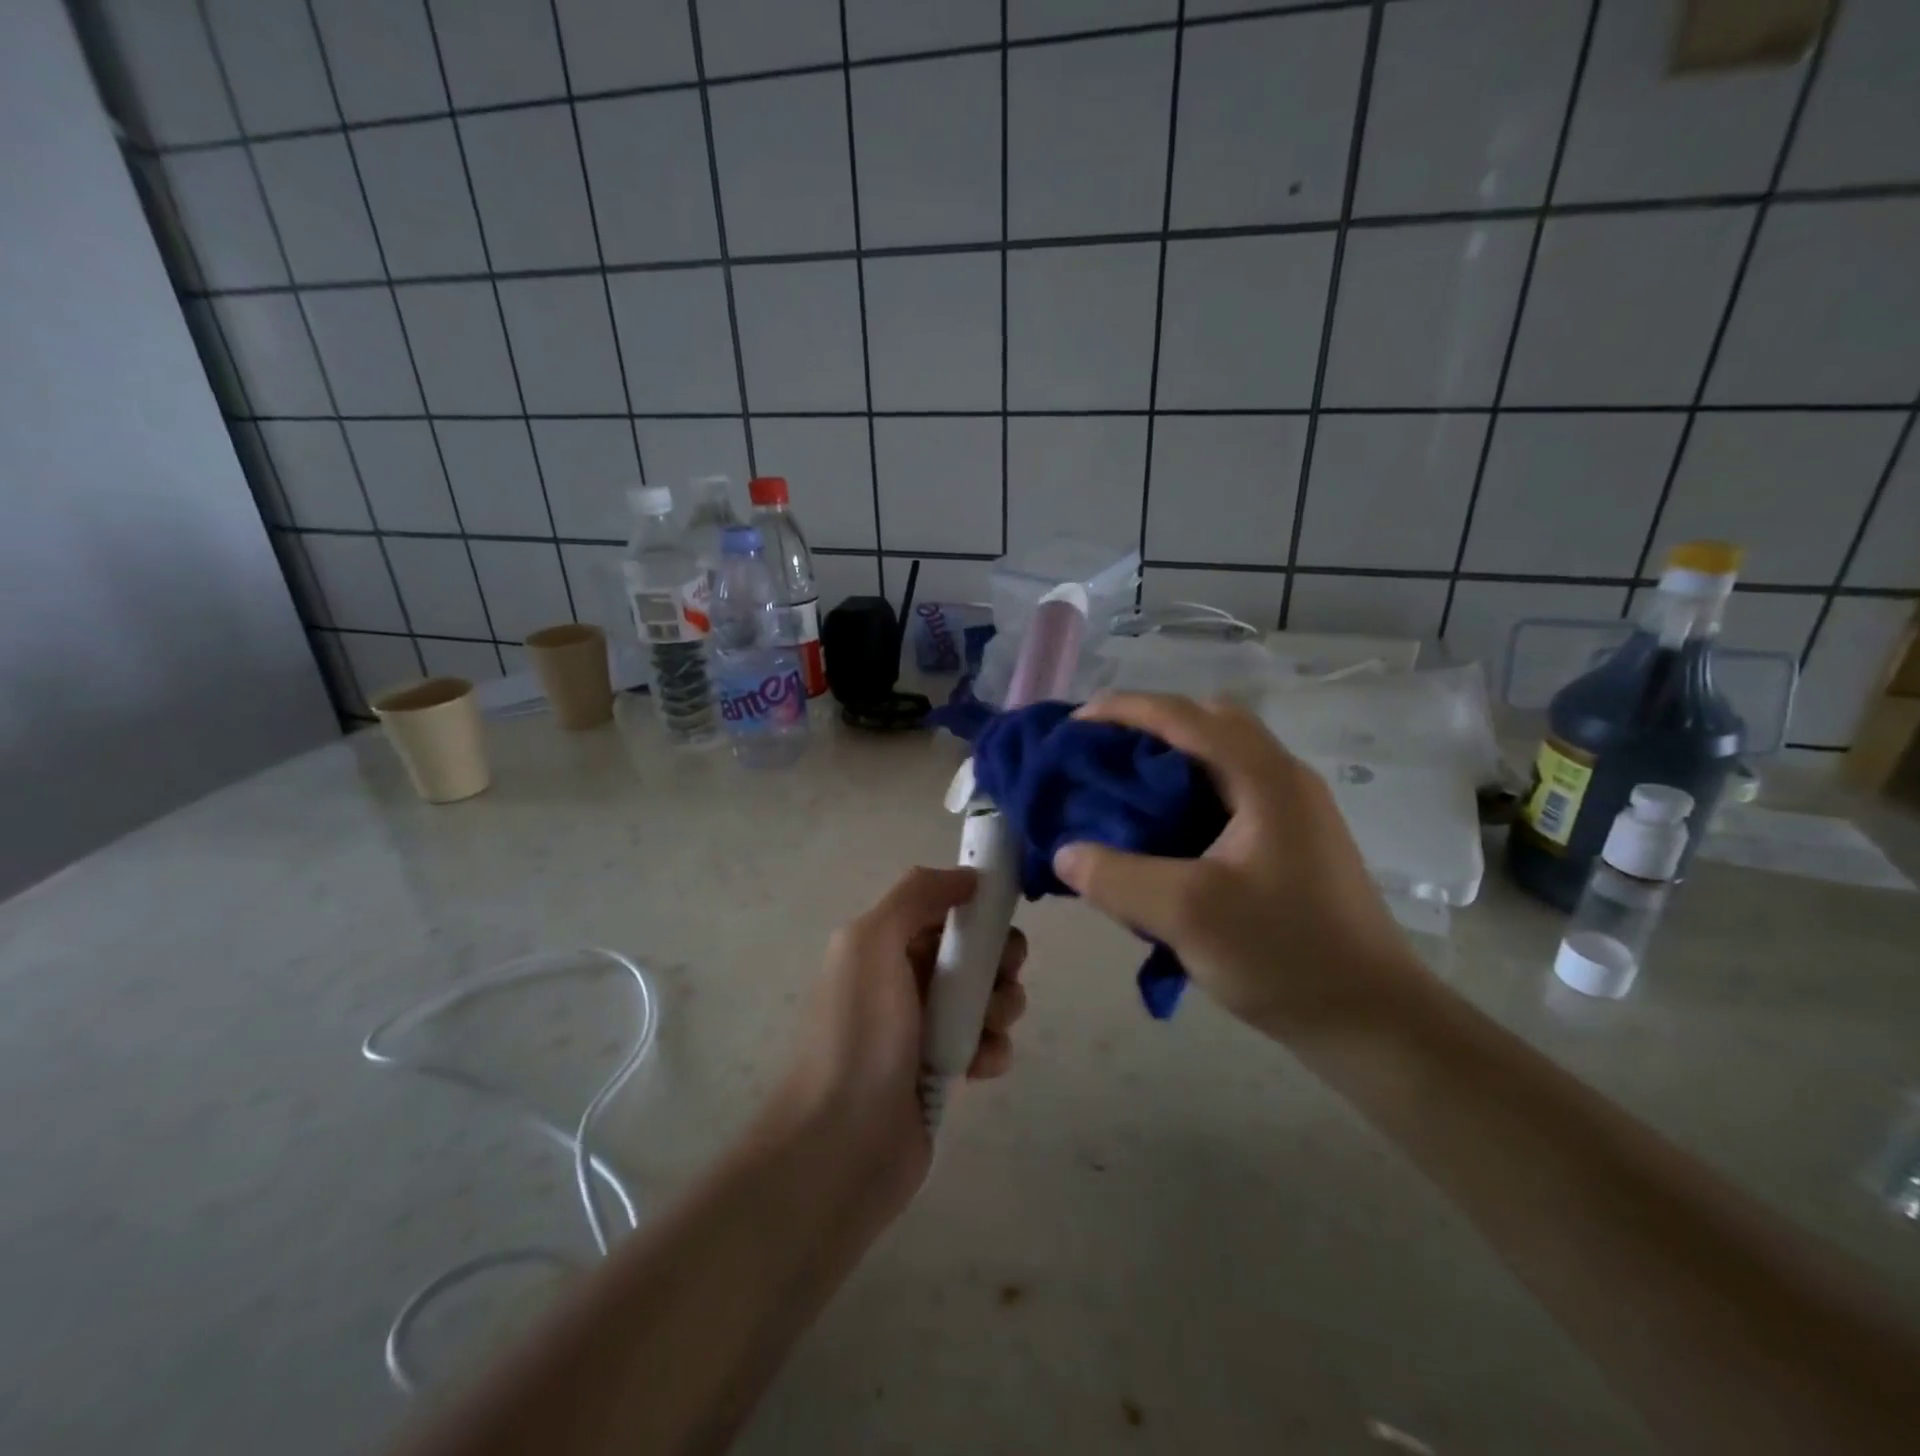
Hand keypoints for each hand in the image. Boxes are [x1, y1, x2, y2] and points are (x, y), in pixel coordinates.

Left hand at [773, 867, 1028, 1216]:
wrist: (839, 1148)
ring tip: (986, 1031)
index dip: (977, 911)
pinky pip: (986, 1044)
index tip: (1002, 922)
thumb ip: (916, 895)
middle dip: (998, 962)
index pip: (944, 909)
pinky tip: (980, 1068)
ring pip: (987, 997)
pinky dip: (993, 1051)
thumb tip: (968, 876)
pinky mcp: (942, 1072)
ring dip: (1001, 1007)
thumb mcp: (872, 943)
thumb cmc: (857, 1035)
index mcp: (883, 944)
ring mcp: (923, 1028)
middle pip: (973, 952)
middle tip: (1001, 979)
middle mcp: (903, 979)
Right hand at [1051, 693, 1424, 1043]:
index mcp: (1265, 778)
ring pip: (1220, 758)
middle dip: (1149, 727)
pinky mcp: (1292, 841)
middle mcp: (1283, 779)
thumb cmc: (1285, 956)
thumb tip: (1065, 853)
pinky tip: (1161, 834)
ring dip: (1169, 760)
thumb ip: (1116, 877)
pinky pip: (1228, 793)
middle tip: (1103, 755)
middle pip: (1208, 722)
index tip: (1074, 725)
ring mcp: (1293, 810)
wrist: (1373, 1021)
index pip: (1185, 715)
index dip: (1124, 709)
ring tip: (1122, 790)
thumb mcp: (1187, 915)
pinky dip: (1186, 794)